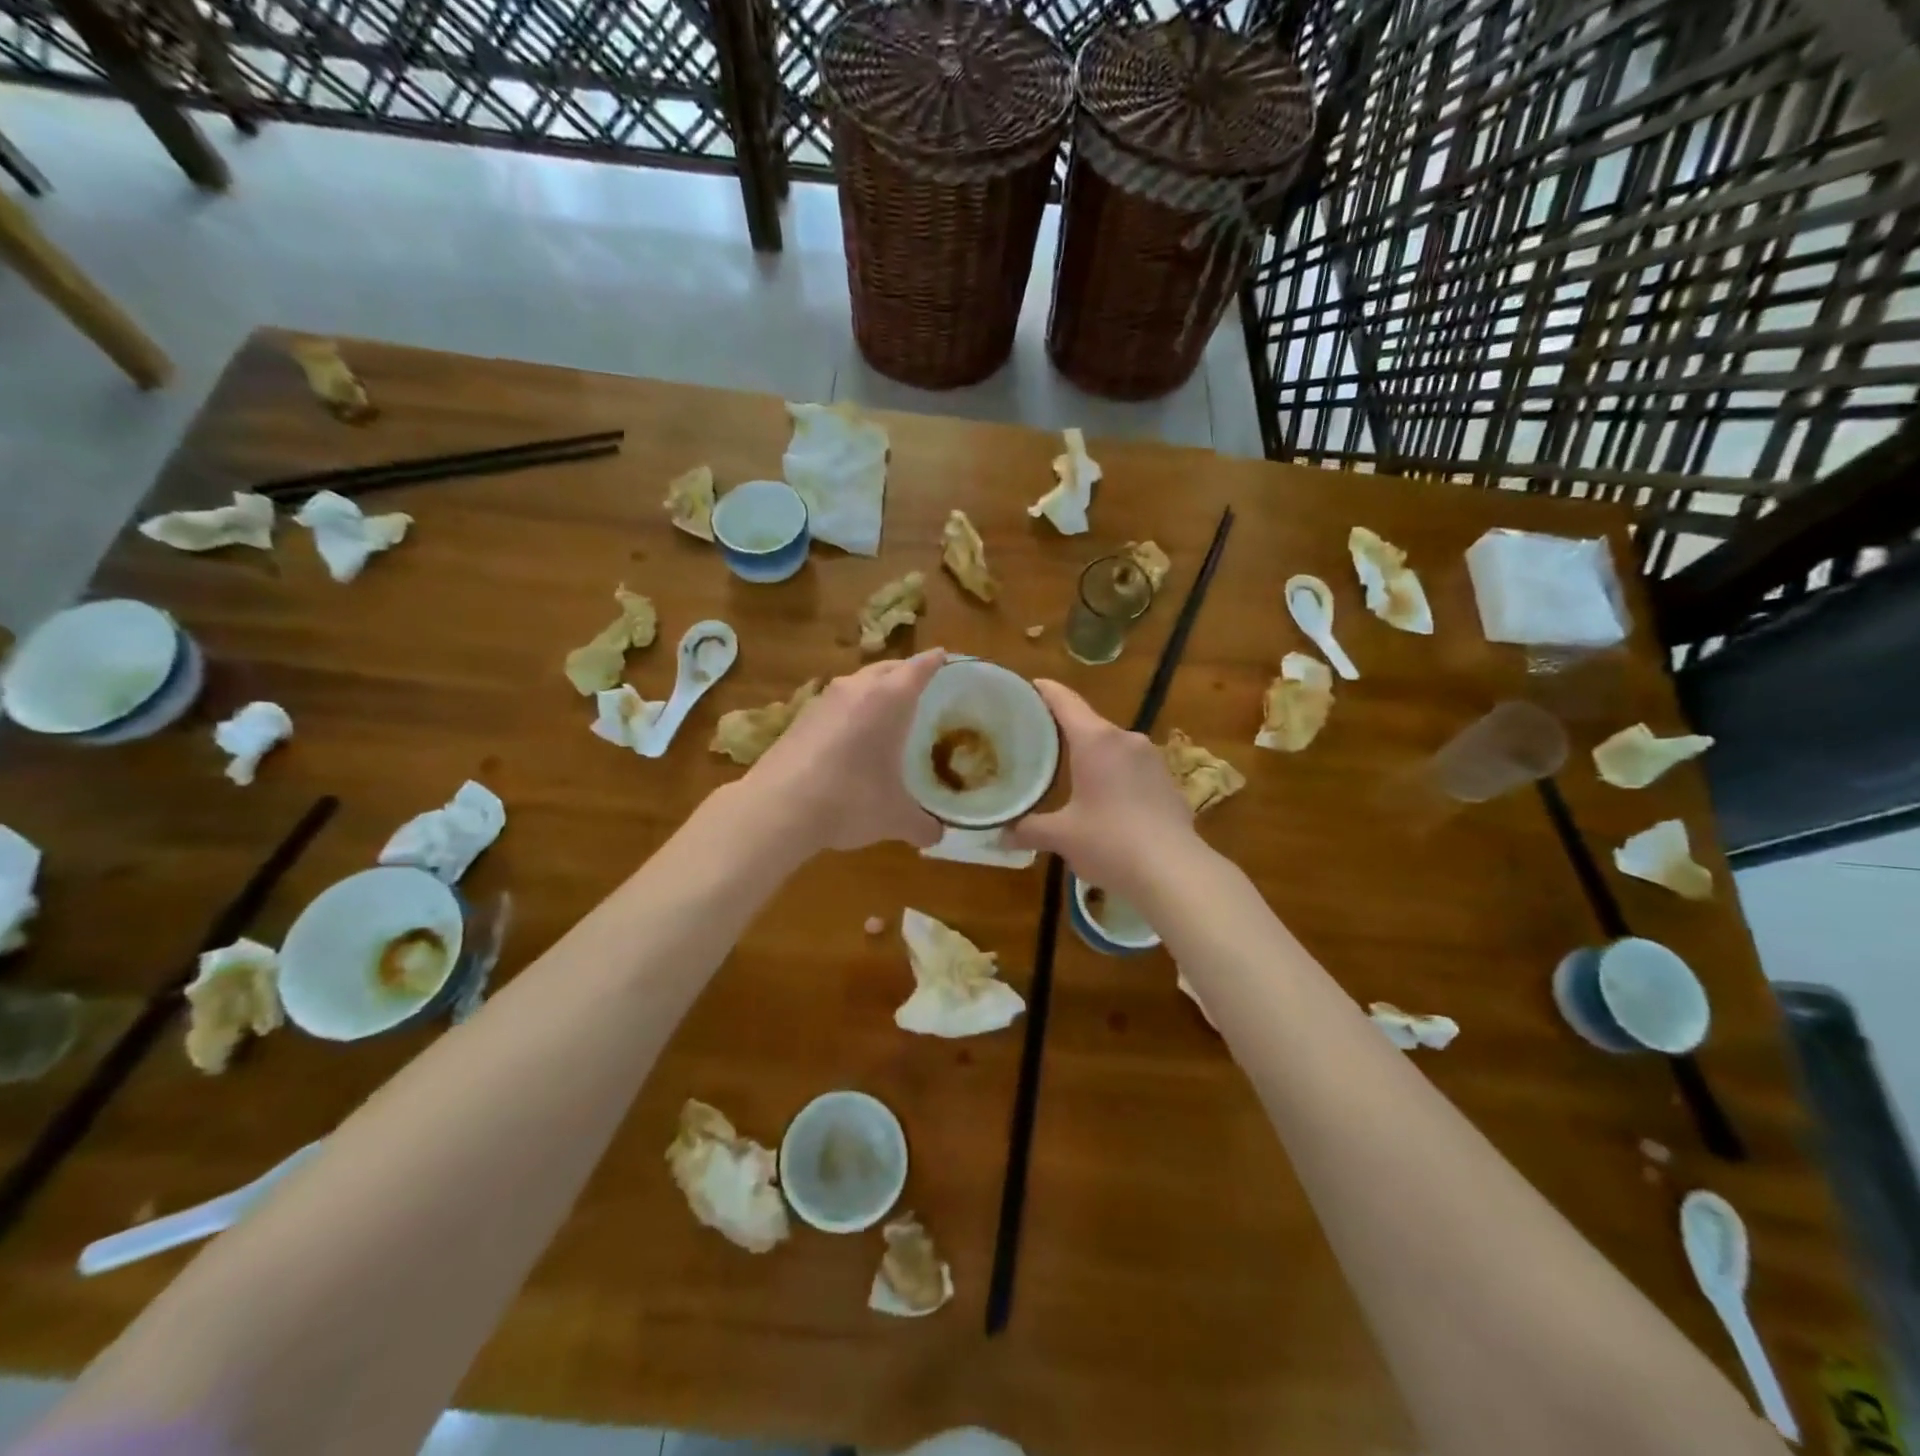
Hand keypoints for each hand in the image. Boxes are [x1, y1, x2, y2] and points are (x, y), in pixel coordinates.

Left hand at [744, 650, 945, 852]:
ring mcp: (823, 700)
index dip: (935, 661)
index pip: (919, 668)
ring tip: (887, 710)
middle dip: (905, 672)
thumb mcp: (895, 817)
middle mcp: (857, 689)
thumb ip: (923, 825)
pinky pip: (836, 703)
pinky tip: (852, 735)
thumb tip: (937, 835)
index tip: (946, 656)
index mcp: (889, 699)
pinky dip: (850, 711)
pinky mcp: (800, 717)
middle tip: (921, 685)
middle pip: (887, 668)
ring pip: (857, 683)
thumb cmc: (850, 800)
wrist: (777, 808)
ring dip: (874, 690)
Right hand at [1006, 680, 1199, 899]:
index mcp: (1096, 740)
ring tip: (1070, 771)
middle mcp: (1126, 739)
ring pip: (1112, 747)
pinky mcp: (1167, 781)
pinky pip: (1132, 767)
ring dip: (1092, 755)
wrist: (1174, 871)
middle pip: (1089, 723)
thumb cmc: (1109, 842)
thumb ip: (1028, 829)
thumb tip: (1000, 835)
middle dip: (1064, 730)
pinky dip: (1114, 775)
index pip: (1065, 701)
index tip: (1029, 686)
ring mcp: (1152, 758)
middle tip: (1038, 741)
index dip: (1045, 691)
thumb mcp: (1061, 836)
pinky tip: (1105, 798)